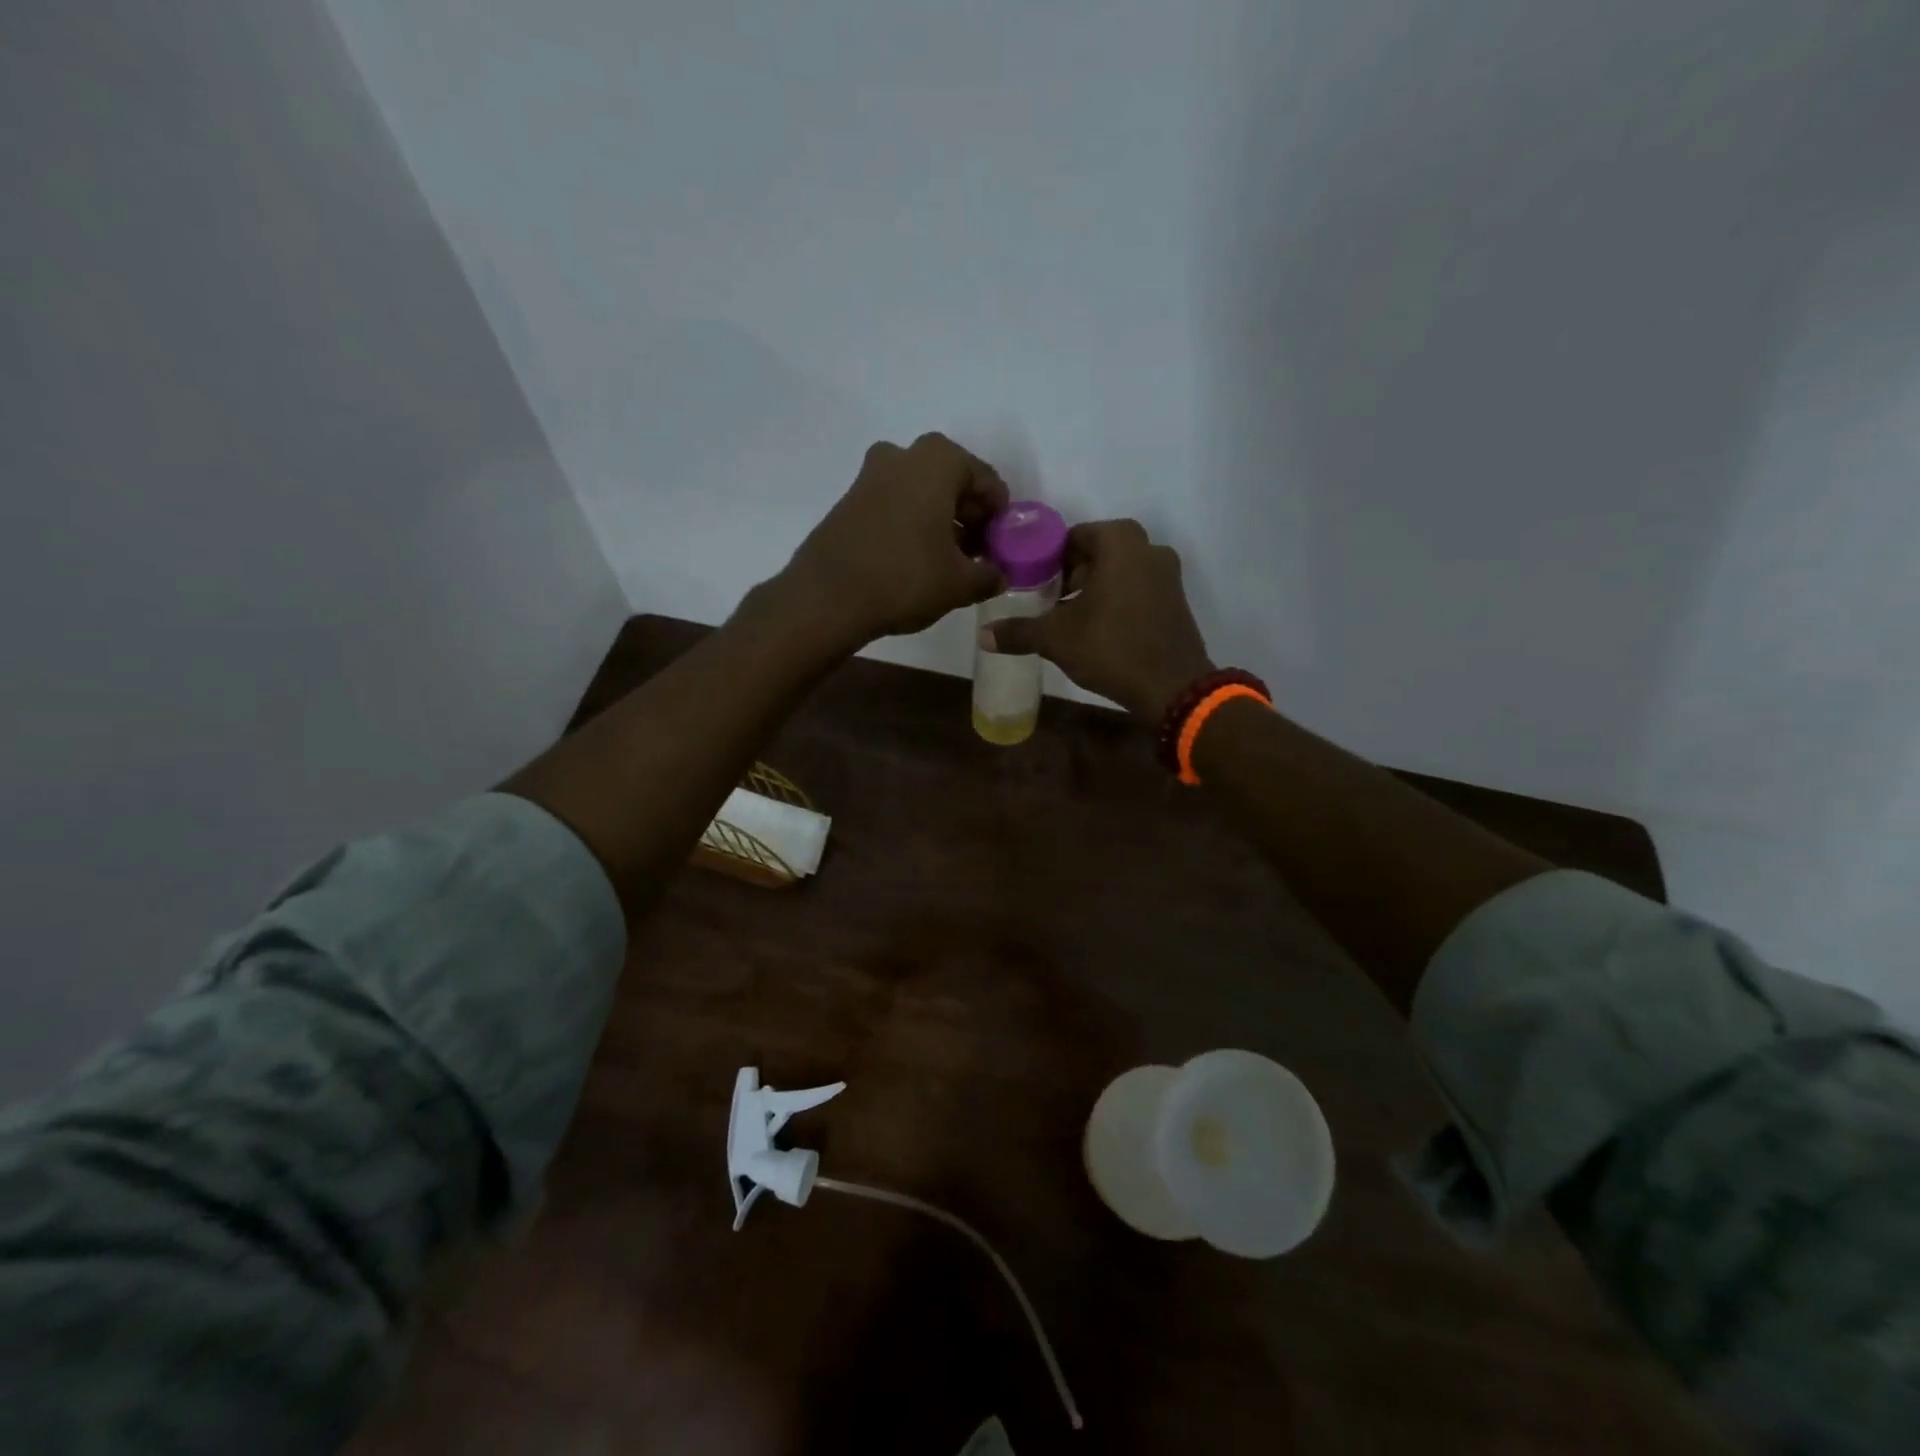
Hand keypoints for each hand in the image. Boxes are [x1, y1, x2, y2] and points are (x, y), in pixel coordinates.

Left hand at [776, 433, 1009, 647]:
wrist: (827, 598)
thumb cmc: (905, 578)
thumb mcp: (960, 583)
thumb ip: (988, 575)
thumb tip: (998, 576)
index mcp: (937, 461)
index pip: (986, 480)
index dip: (999, 514)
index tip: (1002, 543)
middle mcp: (902, 455)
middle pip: (951, 481)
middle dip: (968, 515)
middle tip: (977, 552)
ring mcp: (869, 476)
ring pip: (920, 492)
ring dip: (939, 520)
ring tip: (949, 561)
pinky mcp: (848, 501)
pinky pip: (894, 505)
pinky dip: (912, 524)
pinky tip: (916, 560)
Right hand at [987, 519, 1214, 722]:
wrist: (1172, 687)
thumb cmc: (1111, 648)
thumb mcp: (1056, 639)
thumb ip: (1019, 631)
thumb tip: (983, 635)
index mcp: (1120, 542)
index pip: (1072, 537)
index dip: (1049, 559)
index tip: (1033, 583)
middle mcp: (1149, 547)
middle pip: (1098, 551)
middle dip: (1071, 573)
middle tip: (1049, 600)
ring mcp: (1168, 573)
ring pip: (1120, 570)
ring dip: (1094, 587)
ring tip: (1071, 618)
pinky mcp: (1177, 599)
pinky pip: (1138, 587)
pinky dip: (1118, 599)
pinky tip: (1100, 629)